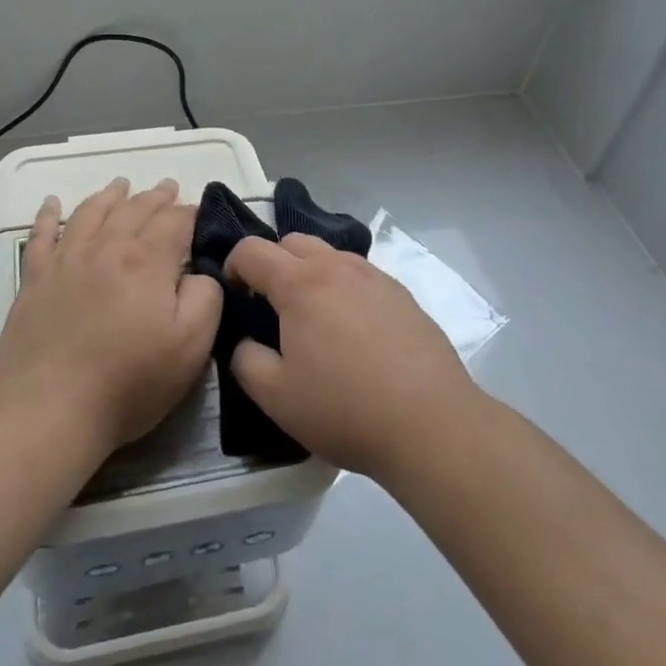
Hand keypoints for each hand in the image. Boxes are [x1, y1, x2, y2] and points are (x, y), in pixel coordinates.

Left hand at [0, 178, 221, 458]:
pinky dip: (48, 215)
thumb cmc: (128, 383)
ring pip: (91, 213)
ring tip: (121, 185)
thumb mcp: (191, 347)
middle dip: (155, 197)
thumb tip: (199, 271)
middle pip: (134, 210)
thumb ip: (206, 298)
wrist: (49, 410)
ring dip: (109, 196)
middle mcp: (106, 248)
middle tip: (168, 187)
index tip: (199, 212)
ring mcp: (65, 260)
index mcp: (147, 261)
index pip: (174, 221)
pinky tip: (52, 203)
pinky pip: (41, 235)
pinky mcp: (34, 279)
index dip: (190, 213)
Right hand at [226, 234, 476, 482]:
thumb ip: (245, 360)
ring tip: (313, 317)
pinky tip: (353, 331)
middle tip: (270, 304)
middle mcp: (337, 267)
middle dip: (272, 262)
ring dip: (310, 272)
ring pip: (330, 255)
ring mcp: (375, 277)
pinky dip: (343, 288)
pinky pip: (360, 276)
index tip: (233, 294)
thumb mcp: (275, 397)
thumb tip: (246, 341)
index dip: (233, 265)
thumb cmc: (345, 409)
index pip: (252, 249)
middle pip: (292, 241)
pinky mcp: (403, 295)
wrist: (432, 424)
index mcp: (300, 283)